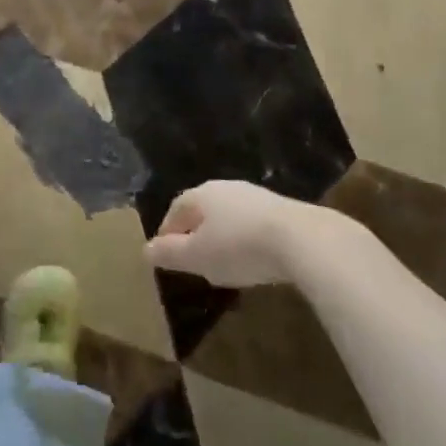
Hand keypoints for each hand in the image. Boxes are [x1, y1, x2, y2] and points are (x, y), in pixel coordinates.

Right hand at [145, 180, 317, 287]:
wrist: (300, 238)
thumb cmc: (239, 246)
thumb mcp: (199, 257)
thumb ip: (171, 253)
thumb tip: (145, 249)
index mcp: (200, 195)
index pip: (175, 209)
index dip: (168, 230)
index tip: (164, 252)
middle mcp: (224, 187)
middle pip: (202, 208)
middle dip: (195, 230)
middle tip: (192, 256)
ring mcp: (254, 195)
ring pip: (228, 214)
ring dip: (221, 234)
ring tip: (222, 258)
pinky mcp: (279, 208)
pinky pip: (251, 222)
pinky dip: (245, 237)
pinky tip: (252, 255)